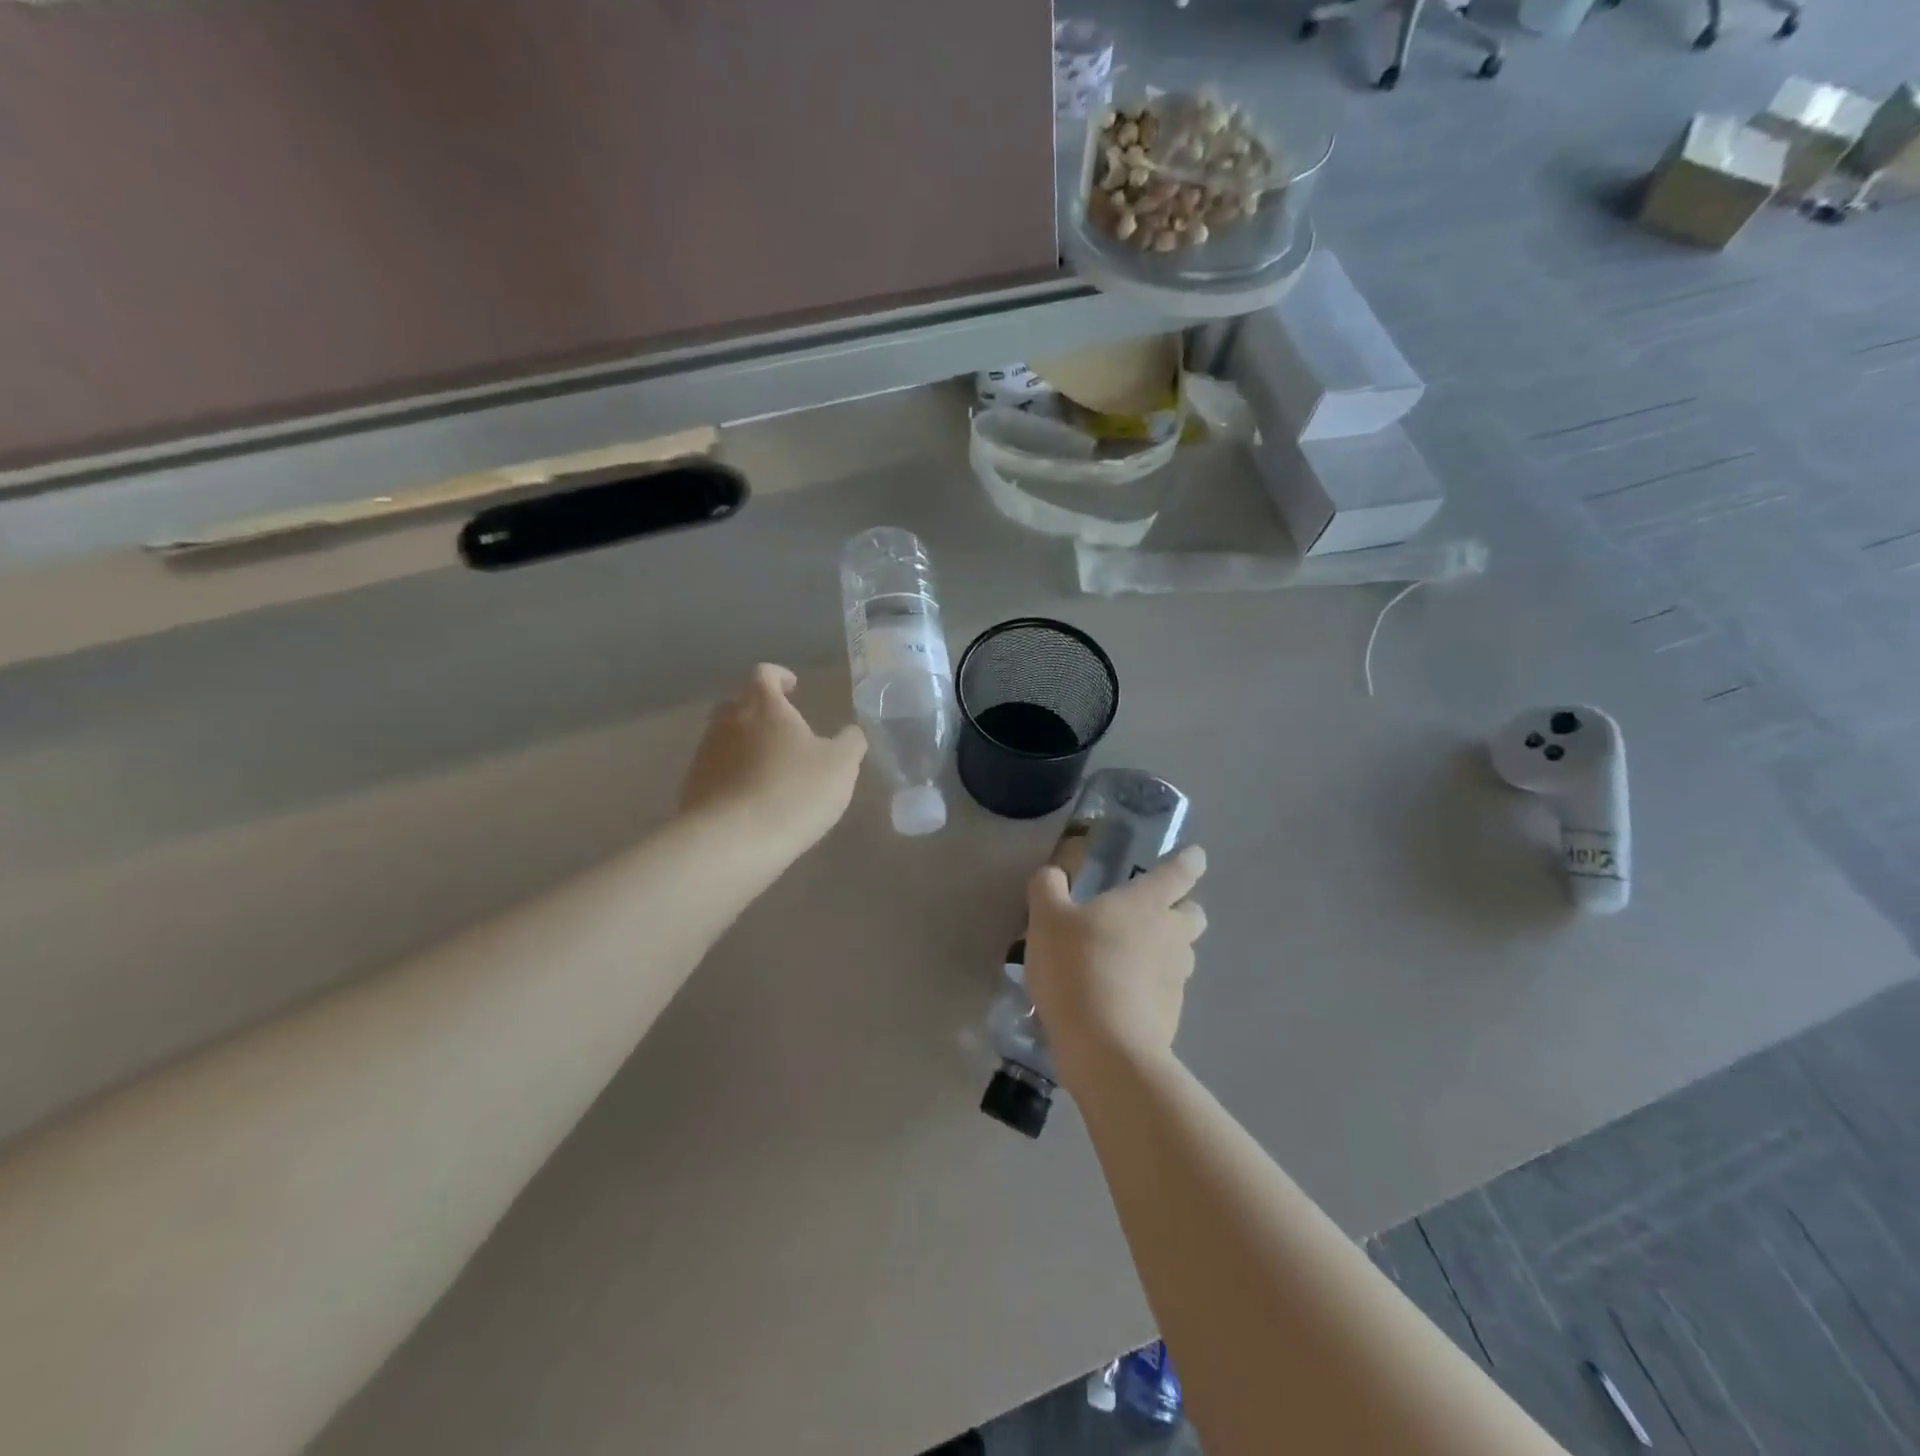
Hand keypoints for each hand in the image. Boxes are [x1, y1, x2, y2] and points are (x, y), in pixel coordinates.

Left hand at [677, 664, 866, 867]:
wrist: (731, 842)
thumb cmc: (794, 792)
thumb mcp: (841, 766)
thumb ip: (851, 742)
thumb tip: (851, 732)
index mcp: (764, 706)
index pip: (765, 674)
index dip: (780, 677)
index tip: (794, 689)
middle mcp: (728, 722)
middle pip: (738, 703)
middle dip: (758, 711)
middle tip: (782, 731)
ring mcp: (705, 754)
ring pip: (724, 738)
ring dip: (744, 746)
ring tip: (769, 770)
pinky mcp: (693, 787)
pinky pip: (715, 771)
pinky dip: (732, 776)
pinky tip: (751, 800)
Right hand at [1024, 846, 1208, 1075]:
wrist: (1105, 1047)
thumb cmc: (1077, 967)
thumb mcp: (1046, 920)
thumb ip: (1048, 888)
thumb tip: (1054, 874)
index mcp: (1147, 903)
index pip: (1181, 871)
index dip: (1189, 860)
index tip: (1193, 856)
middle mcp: (1171, 935)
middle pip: (1193, 914)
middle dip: (1180, 910)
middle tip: (1148, 915)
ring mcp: (1176, 978)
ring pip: (1182, 954)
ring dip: (1164, 951)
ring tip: (1127, 959)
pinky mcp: (1172, 1014)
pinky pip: (1166, 991)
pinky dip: (1150, 989)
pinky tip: (1118, 998)